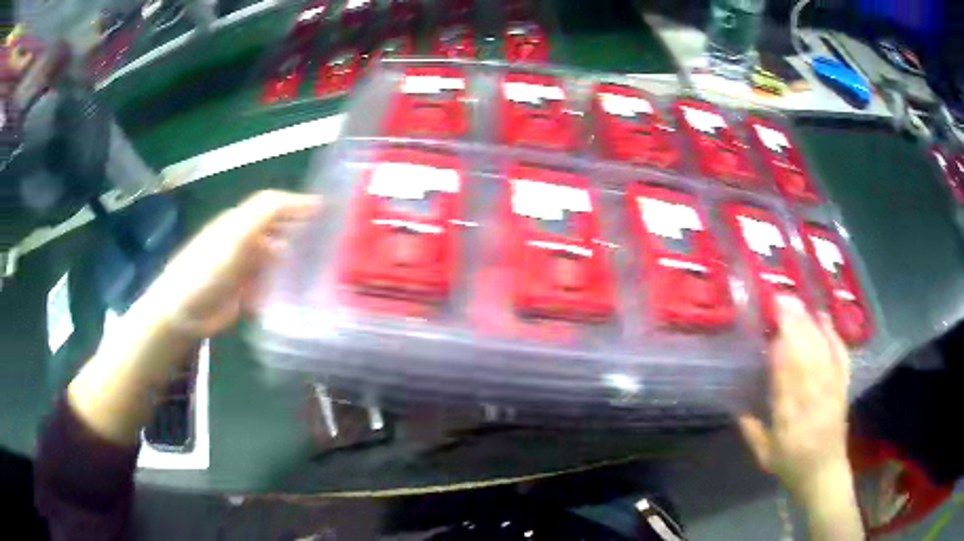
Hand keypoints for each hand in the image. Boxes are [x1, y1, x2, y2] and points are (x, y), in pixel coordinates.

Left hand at [152, 190, 319, 336]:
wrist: (183, 311)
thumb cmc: (208, 268)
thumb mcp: (238, 234)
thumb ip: (269, 213)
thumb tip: (311, 203)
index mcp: (240, 221)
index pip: (275, 205)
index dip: (299, 204)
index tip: (329, 212)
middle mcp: (243, 240)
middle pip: (277, 230)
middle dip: (301, 232)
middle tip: (330, 242)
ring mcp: (243, 266)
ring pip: (275, 258)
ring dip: (294, 262)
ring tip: (320, 270)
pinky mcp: (243, 291)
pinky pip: (269, 284)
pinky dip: (282, 286)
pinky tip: (297, 294)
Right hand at [738, 299, 852, 502]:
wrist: (825, 473)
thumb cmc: (792, 465)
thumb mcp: (764, 456)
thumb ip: (751, 430)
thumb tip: (735, 403)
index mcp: (789, 421)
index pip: (785, 379)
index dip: (780, 350)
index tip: (770, 327)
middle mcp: (812, 402)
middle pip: (806, 357)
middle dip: (794, 326)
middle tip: (780, 299)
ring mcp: (831, 391)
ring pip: (822, 352)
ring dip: (810, 324)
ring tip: (796, 302)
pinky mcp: (843, 386)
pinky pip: (841, 356)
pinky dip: (833, 334)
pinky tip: (824, 317)